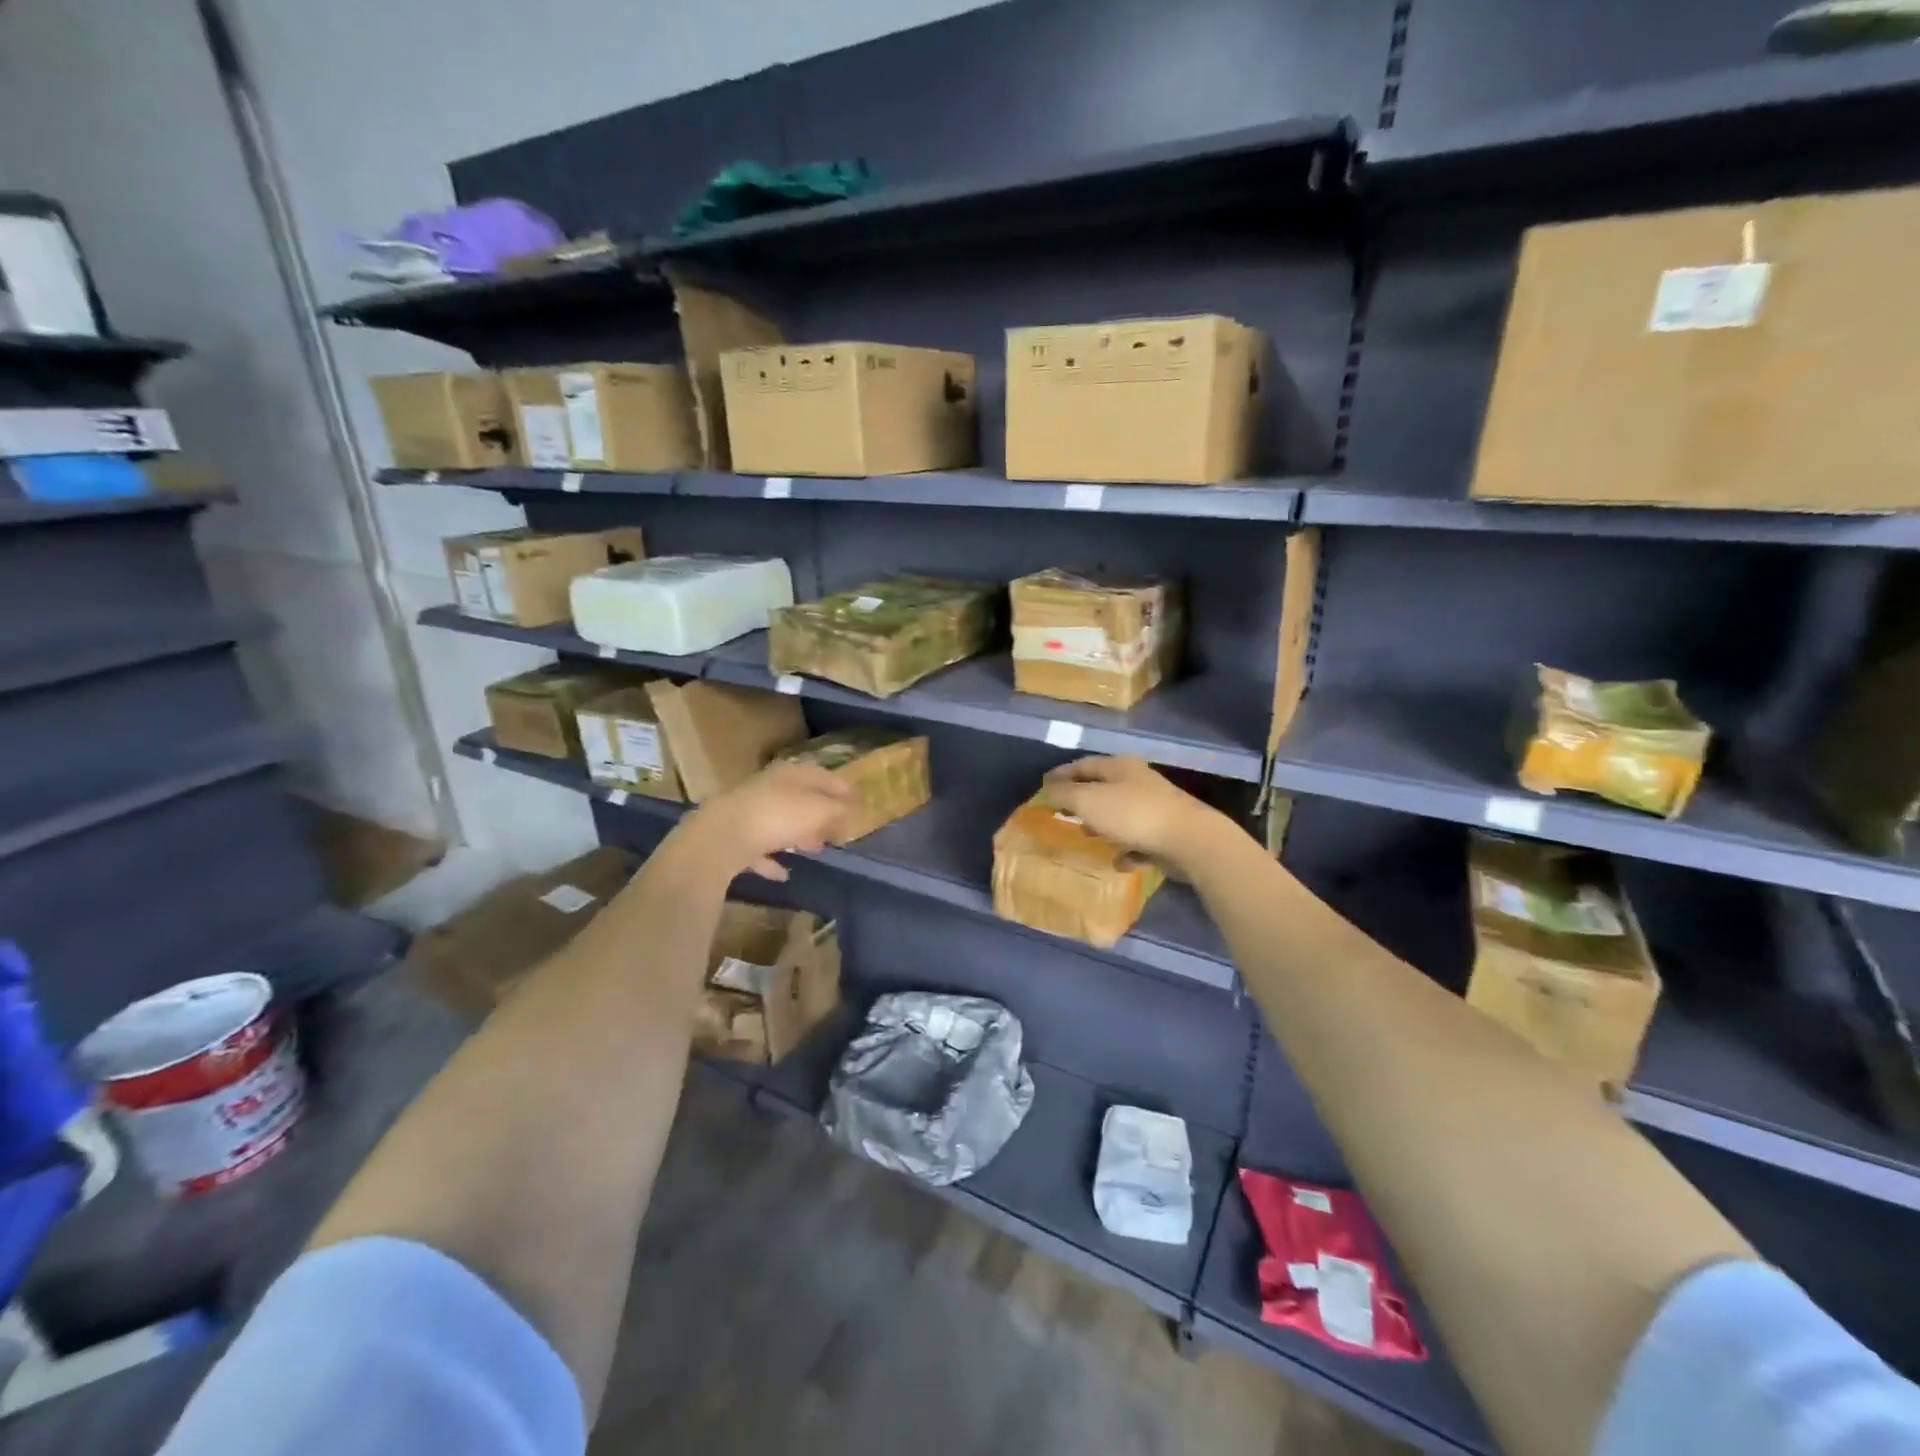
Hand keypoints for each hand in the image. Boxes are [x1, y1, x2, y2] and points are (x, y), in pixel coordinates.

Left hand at [675, 761, 852, 881]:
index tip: (855, 801)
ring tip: (814, 850)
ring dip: (797, 834)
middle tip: (837, 828)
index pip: (821, 775)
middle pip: (799, 798)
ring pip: (779, 821)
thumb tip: (849, 810)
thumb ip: (836, 810)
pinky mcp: (733, 838)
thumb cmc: (777, 816)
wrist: (721, 837)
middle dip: (819, 813)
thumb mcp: (818, 810)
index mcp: (790, 775)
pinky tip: (783, 873)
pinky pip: (758, 848)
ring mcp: (748, 812)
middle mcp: (768, 788)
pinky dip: (772, 859)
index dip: (840, 787)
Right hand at [1042, 756, 1226, 875]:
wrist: (1189, 840)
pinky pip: (1139, 841)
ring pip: (1121, 813)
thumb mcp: (1088, 801)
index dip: (1062, 773)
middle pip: (1104, 787)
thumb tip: (1050, 789)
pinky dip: (1126, 849)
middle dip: (1082, 798)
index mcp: (1120, 767)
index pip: (1084, 764)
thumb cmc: (1132, 814)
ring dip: (1103, 823)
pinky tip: (1118, 862)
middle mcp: (1138, 783)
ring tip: (1086, 834)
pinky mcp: (1166, 835)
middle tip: (1062, 810)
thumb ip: (1065, 794)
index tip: (1044, 785)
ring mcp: (1155, 809)